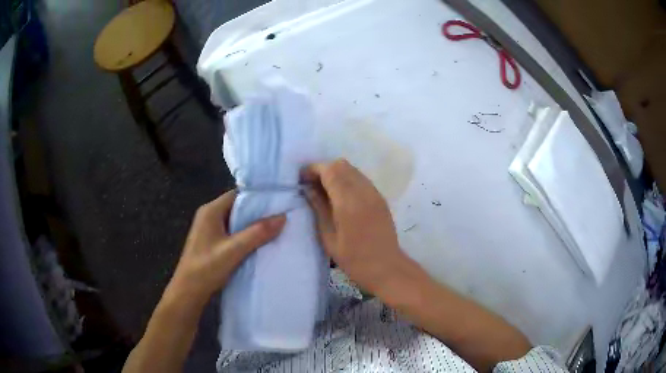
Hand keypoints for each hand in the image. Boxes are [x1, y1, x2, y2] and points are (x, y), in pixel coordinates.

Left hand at [168, 190, 285, 306]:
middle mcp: (209, 215)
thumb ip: (257, 233)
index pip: (237, 195)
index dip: (257, 197)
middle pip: (237, 207)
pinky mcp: (211, 242)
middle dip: (257, 212)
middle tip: (280, 216)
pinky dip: (245, 236)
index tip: (278, 202)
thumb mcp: (234, 250)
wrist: (188, 292)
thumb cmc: (207, 267)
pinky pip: (232, 233)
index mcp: (211, 211)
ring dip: (251, 226)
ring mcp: (209, 229)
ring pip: (235, 221)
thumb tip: (282, 217)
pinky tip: (258, 243)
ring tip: (274, 229)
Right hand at [301, 159, 406, 293]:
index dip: (313, 169)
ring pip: (352, 169)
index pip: (330, 170)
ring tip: (324, 190)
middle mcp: (363, 191)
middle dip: (323, 169)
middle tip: (311, 185)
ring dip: (336, 173)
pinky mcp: (380, 198)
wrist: (386, 267)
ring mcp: (374, 193)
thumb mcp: (329, 237)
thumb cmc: (354, 259)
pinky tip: (340, 196)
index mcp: (348, 202)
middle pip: (341, 165)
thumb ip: (318, 208)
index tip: (301, 178)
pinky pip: (361, 179)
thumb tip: (308, 189)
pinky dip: (347, 179)